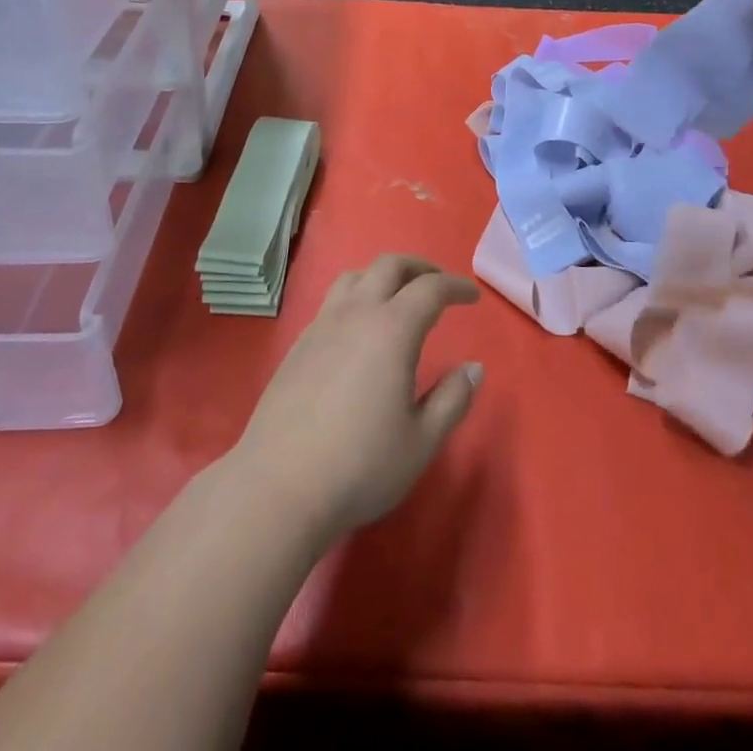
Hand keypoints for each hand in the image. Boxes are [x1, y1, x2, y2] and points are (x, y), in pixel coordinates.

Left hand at [228, 256, 482, 545]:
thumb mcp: (421, 441)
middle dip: (419, 268)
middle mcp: (356, 314)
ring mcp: (321, 325)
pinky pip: (332, 301)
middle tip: (439, 285)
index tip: (472, 297)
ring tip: (398, 298)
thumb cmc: (360, 466)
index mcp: (391, 329)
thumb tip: (473, 368)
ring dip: (383, 276)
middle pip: (389, 266)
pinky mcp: (298, 344)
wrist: (279, 487)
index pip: (430, 289)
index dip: (455, 287)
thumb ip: (453, 400)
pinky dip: (356, 298)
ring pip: (355, 276)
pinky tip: (359, 331)